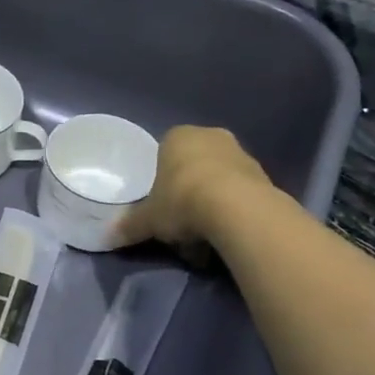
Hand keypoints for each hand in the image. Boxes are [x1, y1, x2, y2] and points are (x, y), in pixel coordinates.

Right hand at [118, 126, 271, 251]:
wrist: (237, 209)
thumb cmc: (182, 200)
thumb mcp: (148, 219)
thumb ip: (130, 226)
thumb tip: (109, 238)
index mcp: (178, 136)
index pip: (165, 152)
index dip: (161, 179)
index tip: (161, 203)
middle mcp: (211, 137)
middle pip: (193, 166)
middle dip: (187, 191)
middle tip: (180, 221)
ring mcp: (241, 154)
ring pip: (218, 180)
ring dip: (211, 204)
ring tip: (203, 236)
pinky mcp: (265, 176)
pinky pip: (240, 194)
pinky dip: (232, 211)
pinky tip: (224, 234)